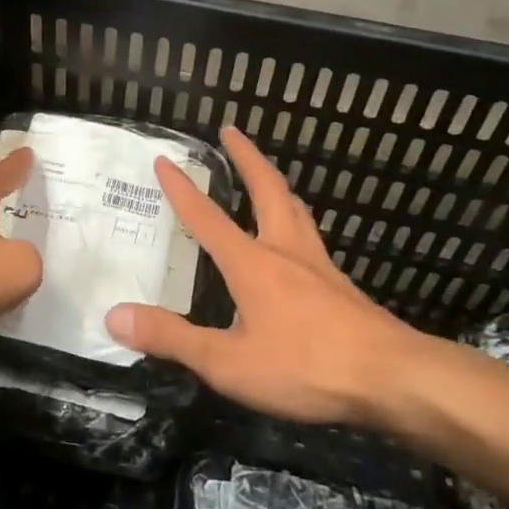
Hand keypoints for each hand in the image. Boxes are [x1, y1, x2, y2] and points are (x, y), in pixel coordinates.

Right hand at [105, 126, 450, 424]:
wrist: (393, 379)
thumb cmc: (305, 367)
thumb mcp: (228, 362)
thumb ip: (172, 338)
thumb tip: (115, 316)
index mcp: (252, 263)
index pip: (207, 217)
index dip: (181, 189)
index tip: (164, 158)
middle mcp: (285, 250)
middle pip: (266, 188)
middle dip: (245, 156)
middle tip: (231, 130)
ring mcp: (318, 265)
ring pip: (295, 208)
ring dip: (274, 182)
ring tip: (264, 173)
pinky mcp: (340, 285)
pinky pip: (310, 236)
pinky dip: (295, 219)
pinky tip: (296, 240)